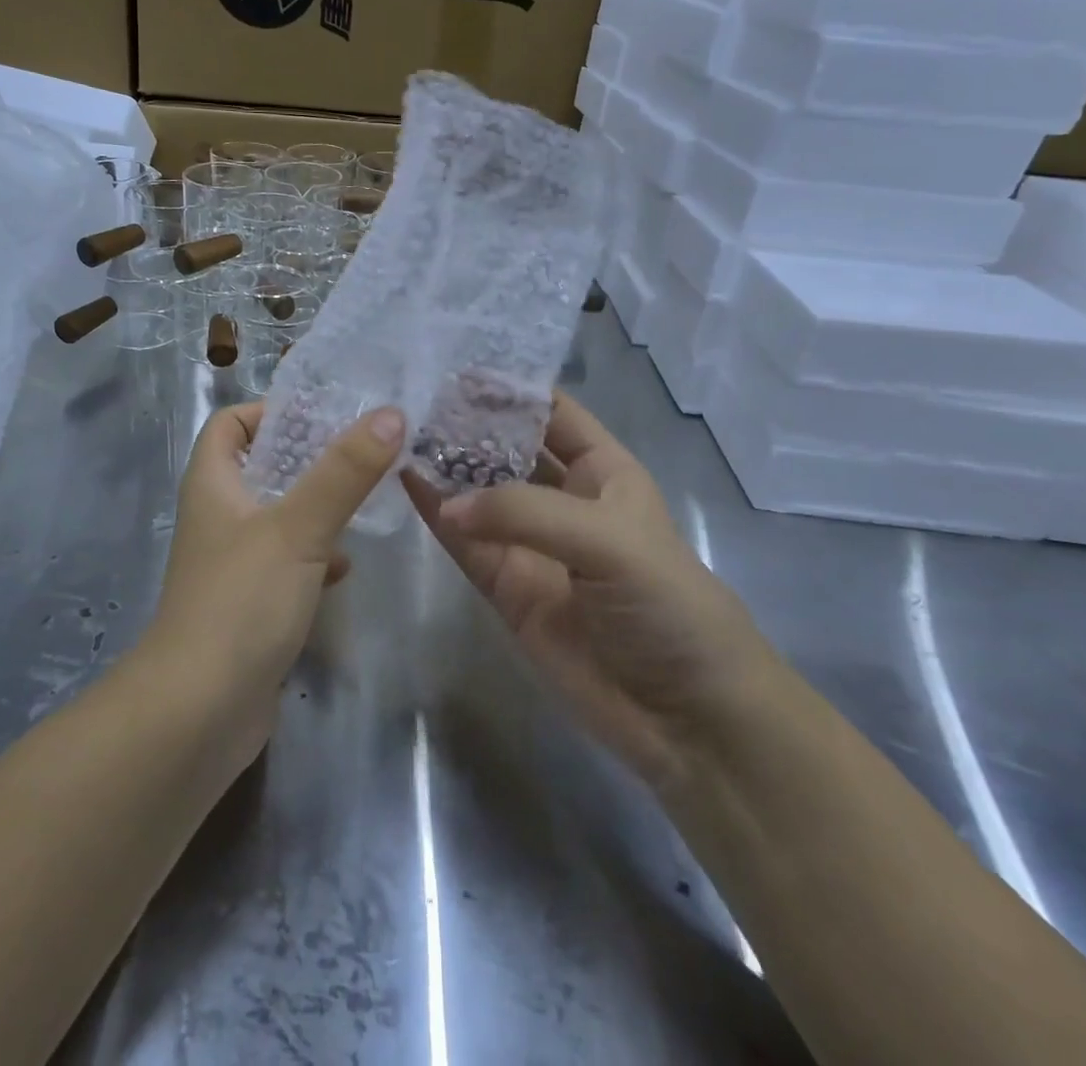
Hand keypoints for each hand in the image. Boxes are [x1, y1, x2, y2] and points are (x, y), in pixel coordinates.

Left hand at [147, 402, 404, 758]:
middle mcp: (218, 517)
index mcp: (213, 485)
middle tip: (361, 452)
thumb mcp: (298, 528)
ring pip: (279, 517)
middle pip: (261, 467)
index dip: (268, 410)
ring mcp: (232, 564)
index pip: (230, 424)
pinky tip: (345, 569)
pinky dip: (316, 558)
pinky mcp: (250, 604)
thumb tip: (389, 414)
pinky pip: (287, 564)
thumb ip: (344, 472)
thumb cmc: (240, 602)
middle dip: (308, 458)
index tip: (322, 414)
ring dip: (317, 508)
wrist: (199, 712)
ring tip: (365, 501)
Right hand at [402, 392, 772, 789]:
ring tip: (399, 433)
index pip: (553, 413)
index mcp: (605, 472)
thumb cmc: (668, 606)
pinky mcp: (507, 587)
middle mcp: (565, 500)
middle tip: (415, 398)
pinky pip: (465, 543)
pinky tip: (405, 482)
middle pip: (509, 449)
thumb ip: (526, 513)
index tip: (457, 369)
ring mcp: (532, 544)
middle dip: (470, 425)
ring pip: (480, 494)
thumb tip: (447, 504)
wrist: (687, 717)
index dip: (511, 390)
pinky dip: (436, 514)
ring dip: (446, 466)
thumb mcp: (609, 540)